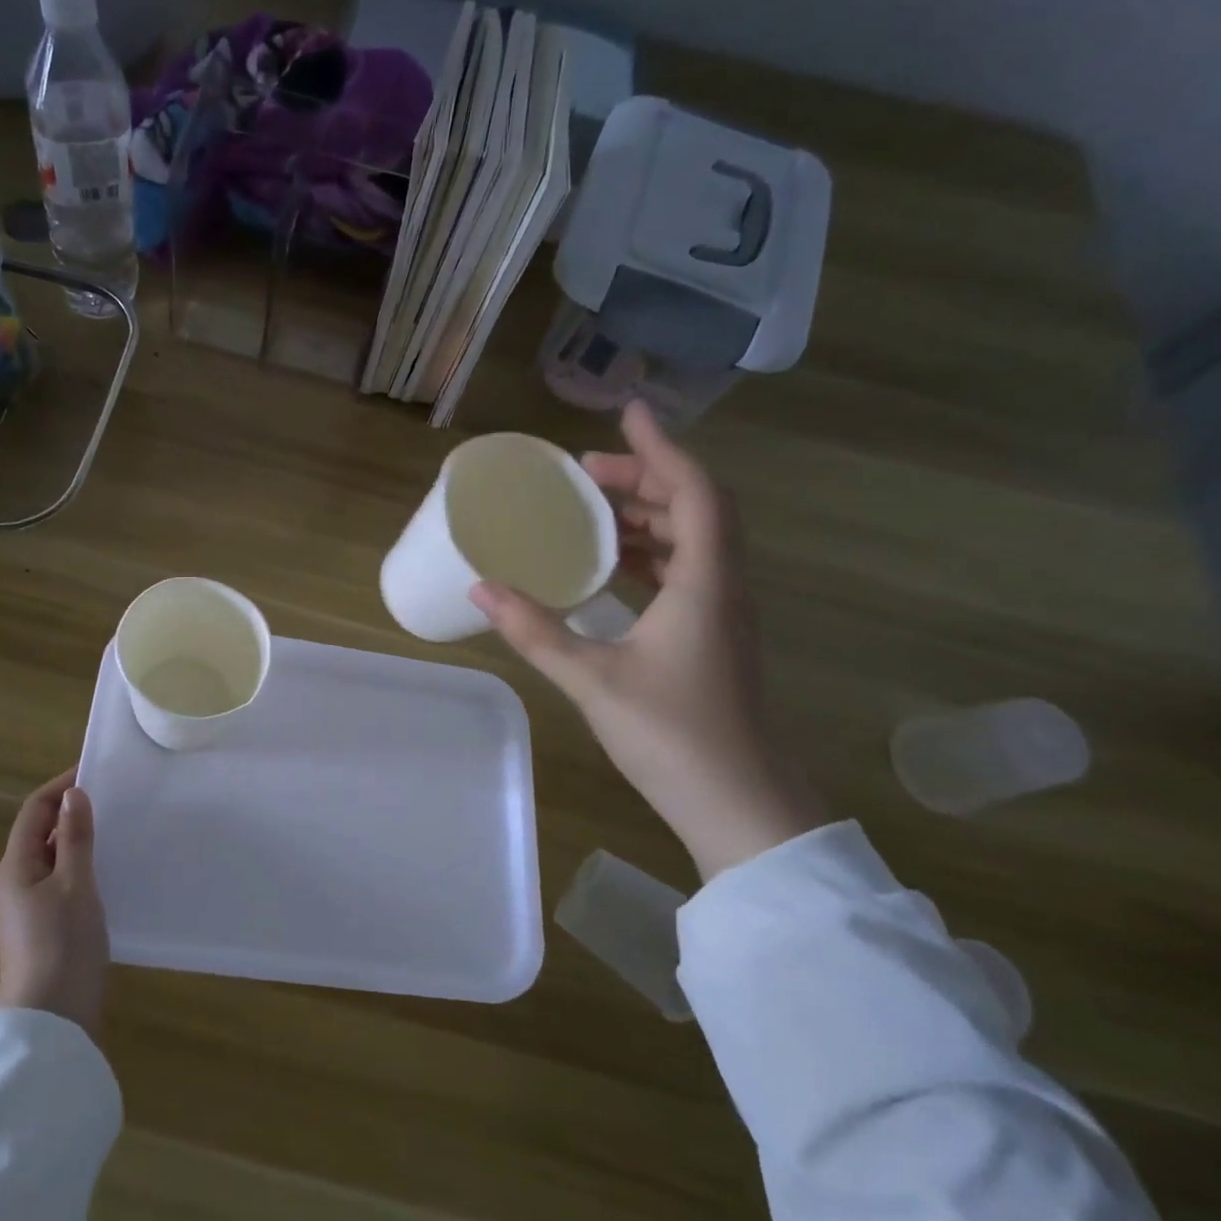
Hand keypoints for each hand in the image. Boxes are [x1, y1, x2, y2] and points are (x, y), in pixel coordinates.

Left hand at [0, 769, 108, 1037]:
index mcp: (17, 865)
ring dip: (80, 838)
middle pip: (42, 831)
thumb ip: (74, 838)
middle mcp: (18, 881)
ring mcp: (31, 906)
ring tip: (117, 827)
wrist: (51, 1021)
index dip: (61, 786)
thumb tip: (73, 794)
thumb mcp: (75, 885)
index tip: (96, 771)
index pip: (35, 810)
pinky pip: (64, 880)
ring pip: (55, 857)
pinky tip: (111, 870)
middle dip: (72, 810)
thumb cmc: (62, 945)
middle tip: (114, 797)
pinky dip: (84, 865)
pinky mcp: (47, 926)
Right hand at [470, 401, 825, 879]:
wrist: (740, 807)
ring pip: (691, 541)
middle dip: (642, 479)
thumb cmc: (672, 736)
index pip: (694, 491)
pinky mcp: (713, 639)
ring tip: (591, 509)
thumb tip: (480, 588)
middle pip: (694, 508)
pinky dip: (648, 553)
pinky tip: (610, 566)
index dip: (662, 448)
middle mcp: (723, 587)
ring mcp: (722, 615)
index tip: (628, 413)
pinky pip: (684, 573)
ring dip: (646, 515)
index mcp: (705, 583)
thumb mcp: (592, 678)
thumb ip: (535, 630)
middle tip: (584, 472)